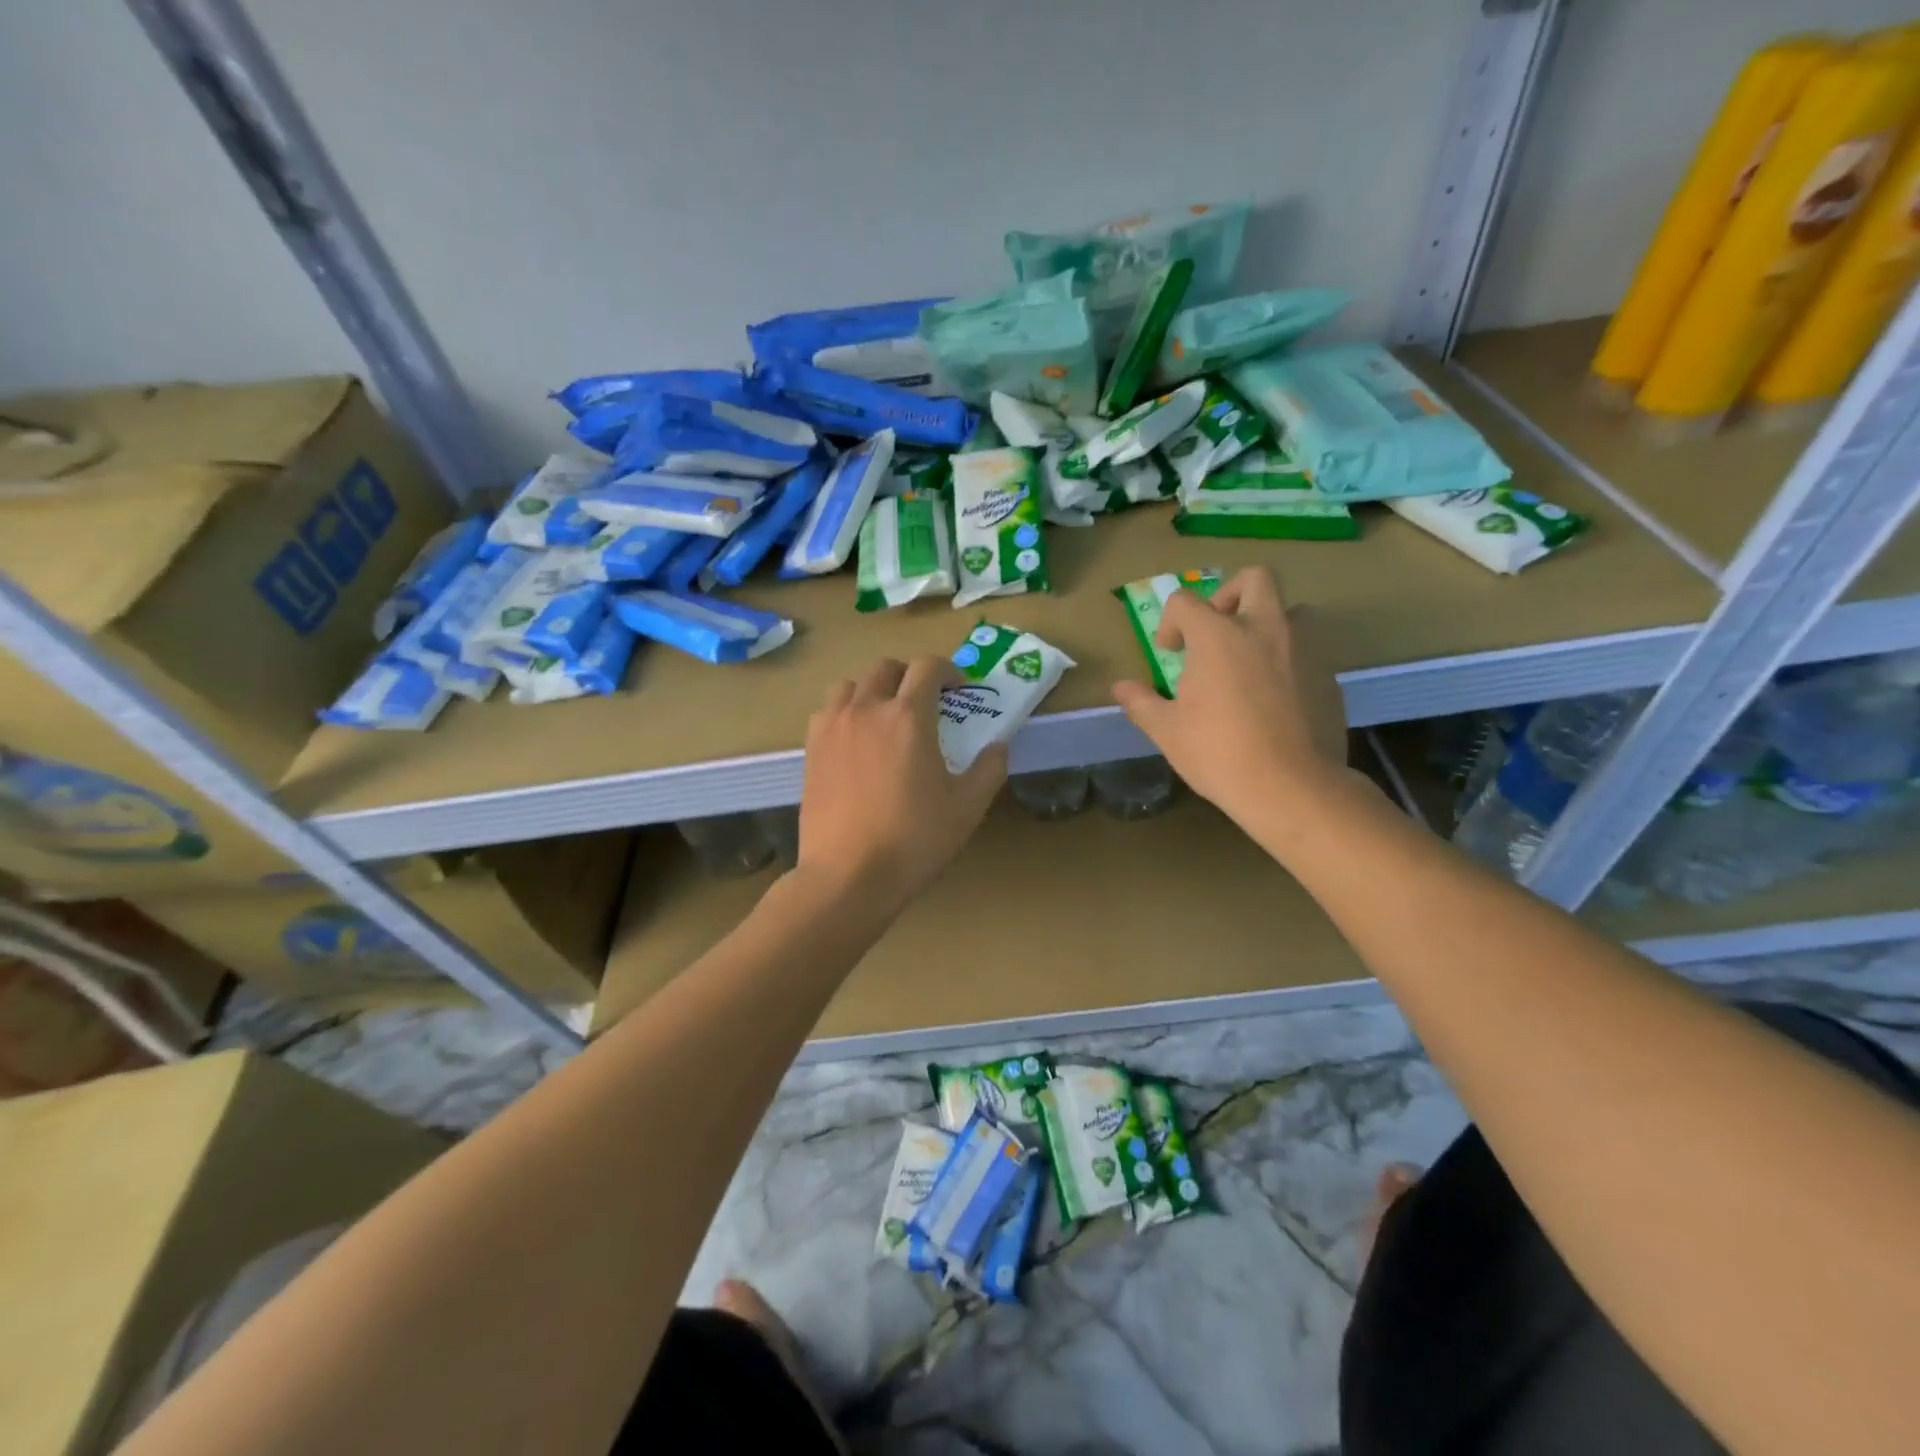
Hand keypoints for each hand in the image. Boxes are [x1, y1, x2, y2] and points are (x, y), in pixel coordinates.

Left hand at [797, 656, 1006, 912]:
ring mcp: (833, 727)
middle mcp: (867, 709)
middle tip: (926, 700)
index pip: (927, 667)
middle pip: (886, 667)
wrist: (849, 875)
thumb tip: (999, 745)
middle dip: (910, 674)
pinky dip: (845, 712)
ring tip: (885, 715)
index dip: (948, 670)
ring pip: (850, 685)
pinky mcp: (811, 750)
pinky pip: (827, 712)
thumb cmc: (915, 839)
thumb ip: (989, 768)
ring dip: (873, 689)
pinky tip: (855, 740)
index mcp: (908, 716)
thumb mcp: (968, 807)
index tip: (959, 688)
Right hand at [1111, 568, 1347, 819]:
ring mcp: (1303, 648)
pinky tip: (1274, 699)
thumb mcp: (1167, 731)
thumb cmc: (1219, 753)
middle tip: (1217, 629)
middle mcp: (1264, 628)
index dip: (1171, 622)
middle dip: (1230, 593)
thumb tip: (1121, 688)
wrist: (1292, 787)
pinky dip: (1287, 660)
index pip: (1186, 601)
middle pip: (1254, 578)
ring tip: (1249, 661)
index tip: (1169, 652)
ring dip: (1266, 624)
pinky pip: (1307, 650)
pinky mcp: (1329, 675)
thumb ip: (1141, 702)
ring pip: (1290, 611)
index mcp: (1218, 635)